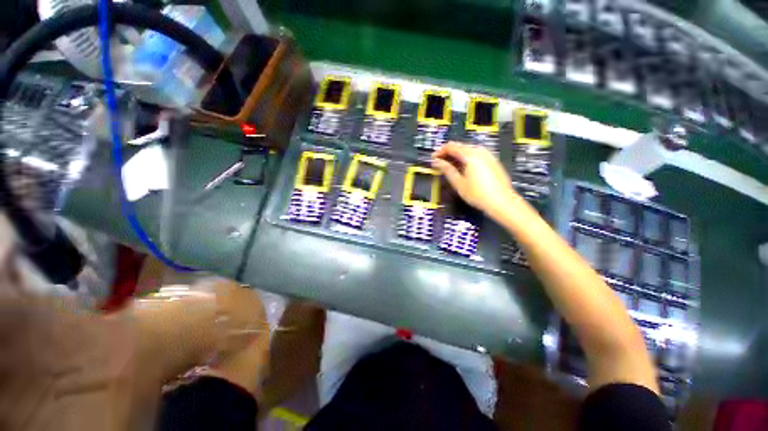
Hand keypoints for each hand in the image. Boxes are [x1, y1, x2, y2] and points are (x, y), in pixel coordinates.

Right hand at [432, 142, 519, 216]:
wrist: (501, 202)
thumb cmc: (480, 195)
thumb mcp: (458, 183)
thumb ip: (446, 170)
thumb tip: (437, 162)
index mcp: (471, 155)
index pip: (451, 146)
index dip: (440, 152)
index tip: (434, 158)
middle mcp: (480, 152)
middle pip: (460, 146)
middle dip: (447, 154)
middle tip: (440, 164)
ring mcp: (488, 156)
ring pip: (468, 150)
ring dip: (457, 156)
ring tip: (450, 167)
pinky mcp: (492, 161)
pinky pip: (476, 155)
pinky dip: (466, 159)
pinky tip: (463, 169)